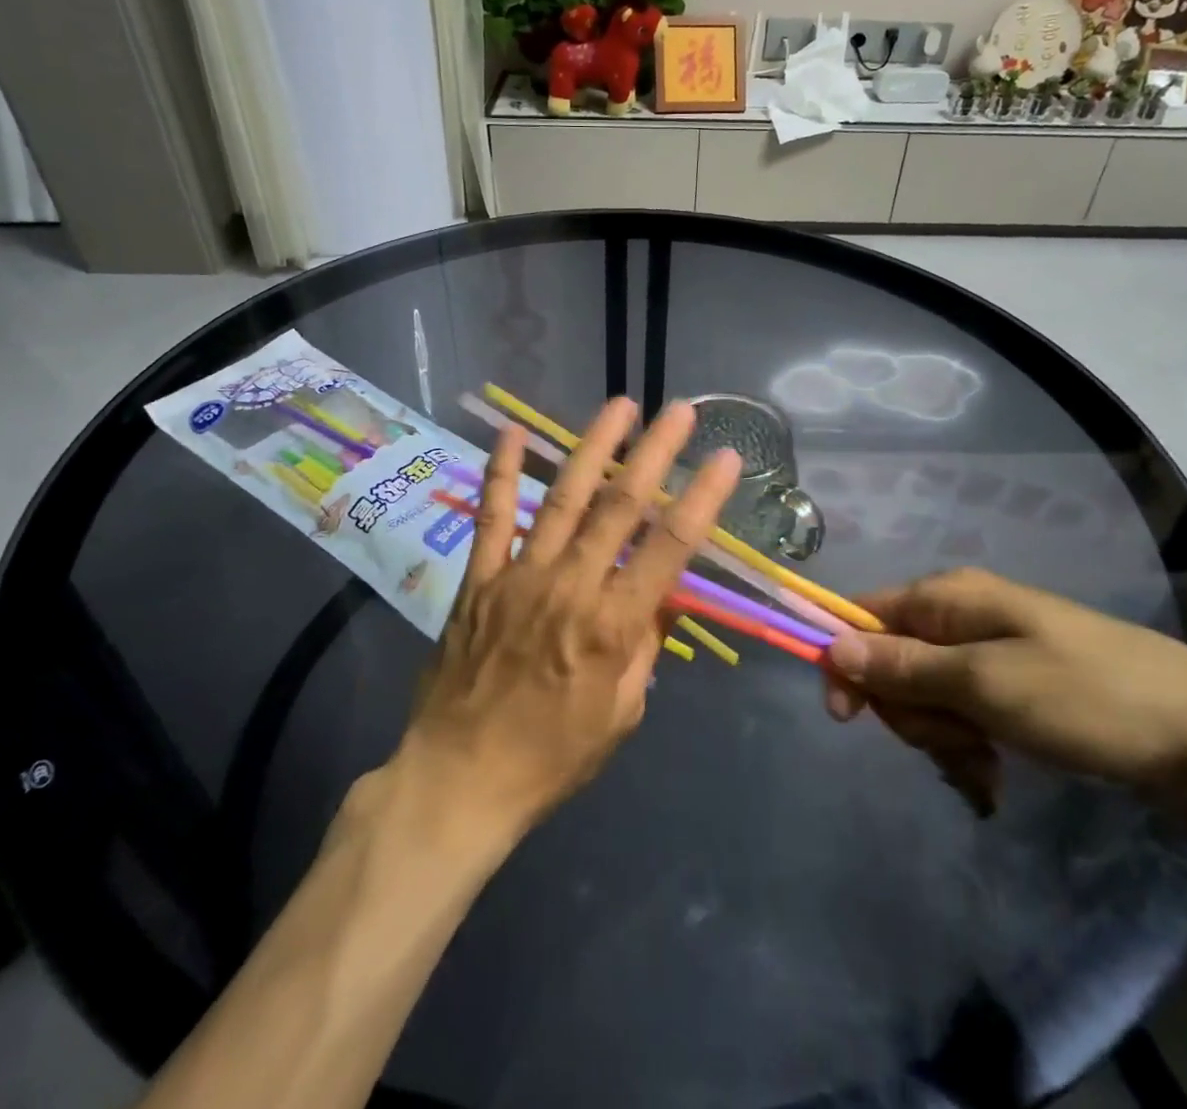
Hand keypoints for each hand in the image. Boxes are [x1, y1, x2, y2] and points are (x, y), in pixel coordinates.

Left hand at [399, 397, 741, 834]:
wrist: (460, 780)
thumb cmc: (552, 757)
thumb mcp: (621, 714)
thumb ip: (644, 647)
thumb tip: (663, 596)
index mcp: (612, 625)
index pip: (670, 547)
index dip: (702, 498)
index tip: (726, 458)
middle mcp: (571, 586)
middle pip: (621, 506)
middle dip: (654, 453)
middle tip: (678, 411)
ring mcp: (520, 576)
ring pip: (564, 498)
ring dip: (593, 447)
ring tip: (620, 406)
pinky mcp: (480, 579)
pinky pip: (494, 517)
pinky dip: (504, 472)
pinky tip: (513, 432)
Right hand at [824, 568, 1186, 811]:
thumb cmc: (1089, 699)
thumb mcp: (987, 685)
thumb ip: (904, 666)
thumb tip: (832, 645)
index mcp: (949, 597)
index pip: (863, 615)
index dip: (846, 661)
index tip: (849, 718)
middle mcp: (963, 615)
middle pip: (892, 660)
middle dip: (909, 710)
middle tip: (952, 744)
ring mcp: (992, 650)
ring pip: (927, 693)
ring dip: (941, 736)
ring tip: (984, 766)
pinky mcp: (1017, 685)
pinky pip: (963, 711)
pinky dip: (968, 744)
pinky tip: (993, 773)